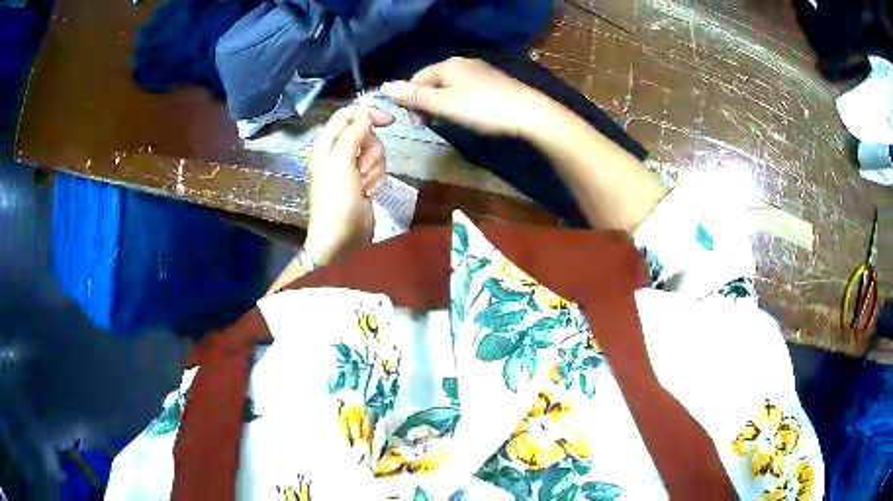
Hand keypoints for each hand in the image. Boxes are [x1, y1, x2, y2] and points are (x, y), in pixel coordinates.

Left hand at [303, 105, 393, 265]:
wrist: (341, 238)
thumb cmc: (336, 199)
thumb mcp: (342, 161)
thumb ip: (354, 133)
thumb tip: (366, 114)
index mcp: (326, 145)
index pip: (345, 116)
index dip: (366, 113)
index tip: (388, 119)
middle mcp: (338, 153)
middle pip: (364, 134)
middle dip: (370, 150)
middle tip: (362, 168)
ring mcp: (351, 169)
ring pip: (375, 152)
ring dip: (374, 168)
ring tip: (363, 186)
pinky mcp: (363, 182)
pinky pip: (377, 169)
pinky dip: (376, 180)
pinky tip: (368, 194)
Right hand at [380, 57, 546, 136]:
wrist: (529, 113)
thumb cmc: (482, 109)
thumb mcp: (443, 104)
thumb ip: (414, 96)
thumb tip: (383, 86)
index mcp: (447, 65)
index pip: (416, 79)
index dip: (410, 100)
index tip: (416, 122)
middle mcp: (462, 63)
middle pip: (433, 82)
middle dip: (427, 103)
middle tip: (433, 125)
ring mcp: (479, 71)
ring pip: (449, 88)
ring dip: (442, 105)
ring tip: (450, 122)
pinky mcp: (493, 82)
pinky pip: (466, 90)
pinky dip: (460, 103)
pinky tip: (469, 116)